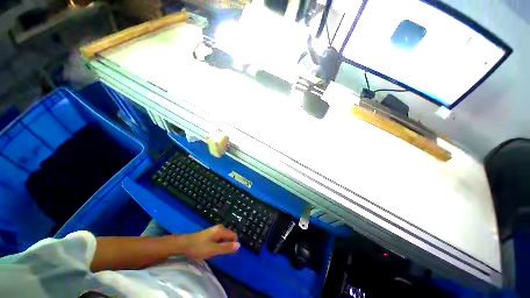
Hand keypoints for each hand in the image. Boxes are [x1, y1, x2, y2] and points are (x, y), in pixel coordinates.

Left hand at [182, 225, 239, 259]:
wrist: (183, 244)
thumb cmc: (199, 247)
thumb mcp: (213, 250)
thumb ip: (226, 247)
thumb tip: (239, 245)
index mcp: (221, 230)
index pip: (234, 236)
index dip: (233, 245)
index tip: (229, 254)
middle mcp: (219, 228)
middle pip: (229, 236)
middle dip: (227, 245)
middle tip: (220, 254)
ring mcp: (214, 230)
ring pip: (223, 238)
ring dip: (222, 246)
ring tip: (215, 253)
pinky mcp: (210, 233)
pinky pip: (219, 238)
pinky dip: (217, 245)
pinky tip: (211, 250)